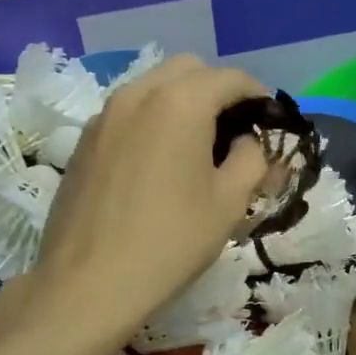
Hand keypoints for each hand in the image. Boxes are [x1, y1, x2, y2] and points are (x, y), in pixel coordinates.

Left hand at [16, 56, 269, 341]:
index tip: (270, 121)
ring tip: (198, 144)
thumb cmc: (170, 242)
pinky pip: (128, 111)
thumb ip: (252, 158)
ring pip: (153, 85)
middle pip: (188, 69)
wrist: (87, 284)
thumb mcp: (230, 202)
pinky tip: (159, 161)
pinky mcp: (85, 140)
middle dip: (218, 89)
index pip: (231, 78)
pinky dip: (153, 118)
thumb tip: (249, 142)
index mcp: (180, 103)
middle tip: (235, 130)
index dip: (259, 95)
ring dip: (183, 100)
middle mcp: (138, 94)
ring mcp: (105, 115)